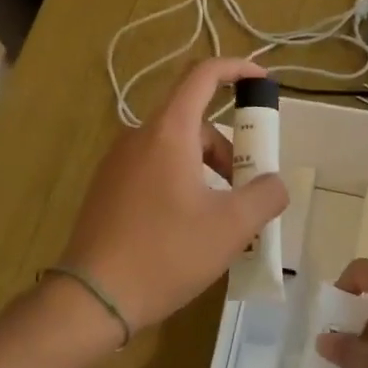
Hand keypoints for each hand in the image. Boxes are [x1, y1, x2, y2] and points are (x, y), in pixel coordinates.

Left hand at [59, 58, 288, 332]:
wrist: (93, 298)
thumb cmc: (166, 253)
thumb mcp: (231, 226)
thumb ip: (265, 195)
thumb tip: (275, 184)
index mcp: (168, 132)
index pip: (203, 75)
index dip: (237, 68)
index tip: (263, 81)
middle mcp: (138, 137)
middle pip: (194, 122)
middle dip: (229, 148)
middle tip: (248, 189)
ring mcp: (117, 163)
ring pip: (175, 149)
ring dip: (207, 170)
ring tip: (222, 218)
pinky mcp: (107, 188)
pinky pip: (154, 169)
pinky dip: (182, 183)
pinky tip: (189, 228)